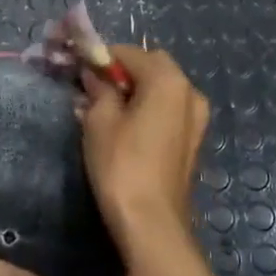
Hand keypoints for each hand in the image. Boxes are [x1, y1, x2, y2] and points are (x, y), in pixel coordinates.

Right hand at [80, 46, 209, 251]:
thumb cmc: (121, 165)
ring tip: (107, 111)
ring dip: (136, 90)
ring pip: (162, 88)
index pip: (128, 52)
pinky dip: (149, 108)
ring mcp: (197, 117)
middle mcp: (190, 91)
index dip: (101, 58)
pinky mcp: (193, 139)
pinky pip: (169, 109)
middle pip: (151, 66)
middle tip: (93, 90)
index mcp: (168, 80)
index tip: (78, 70)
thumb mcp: (100, 121)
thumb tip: (94, 74)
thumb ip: (99, 88)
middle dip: (122, 72)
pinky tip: (127, 128)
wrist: (152, 223)